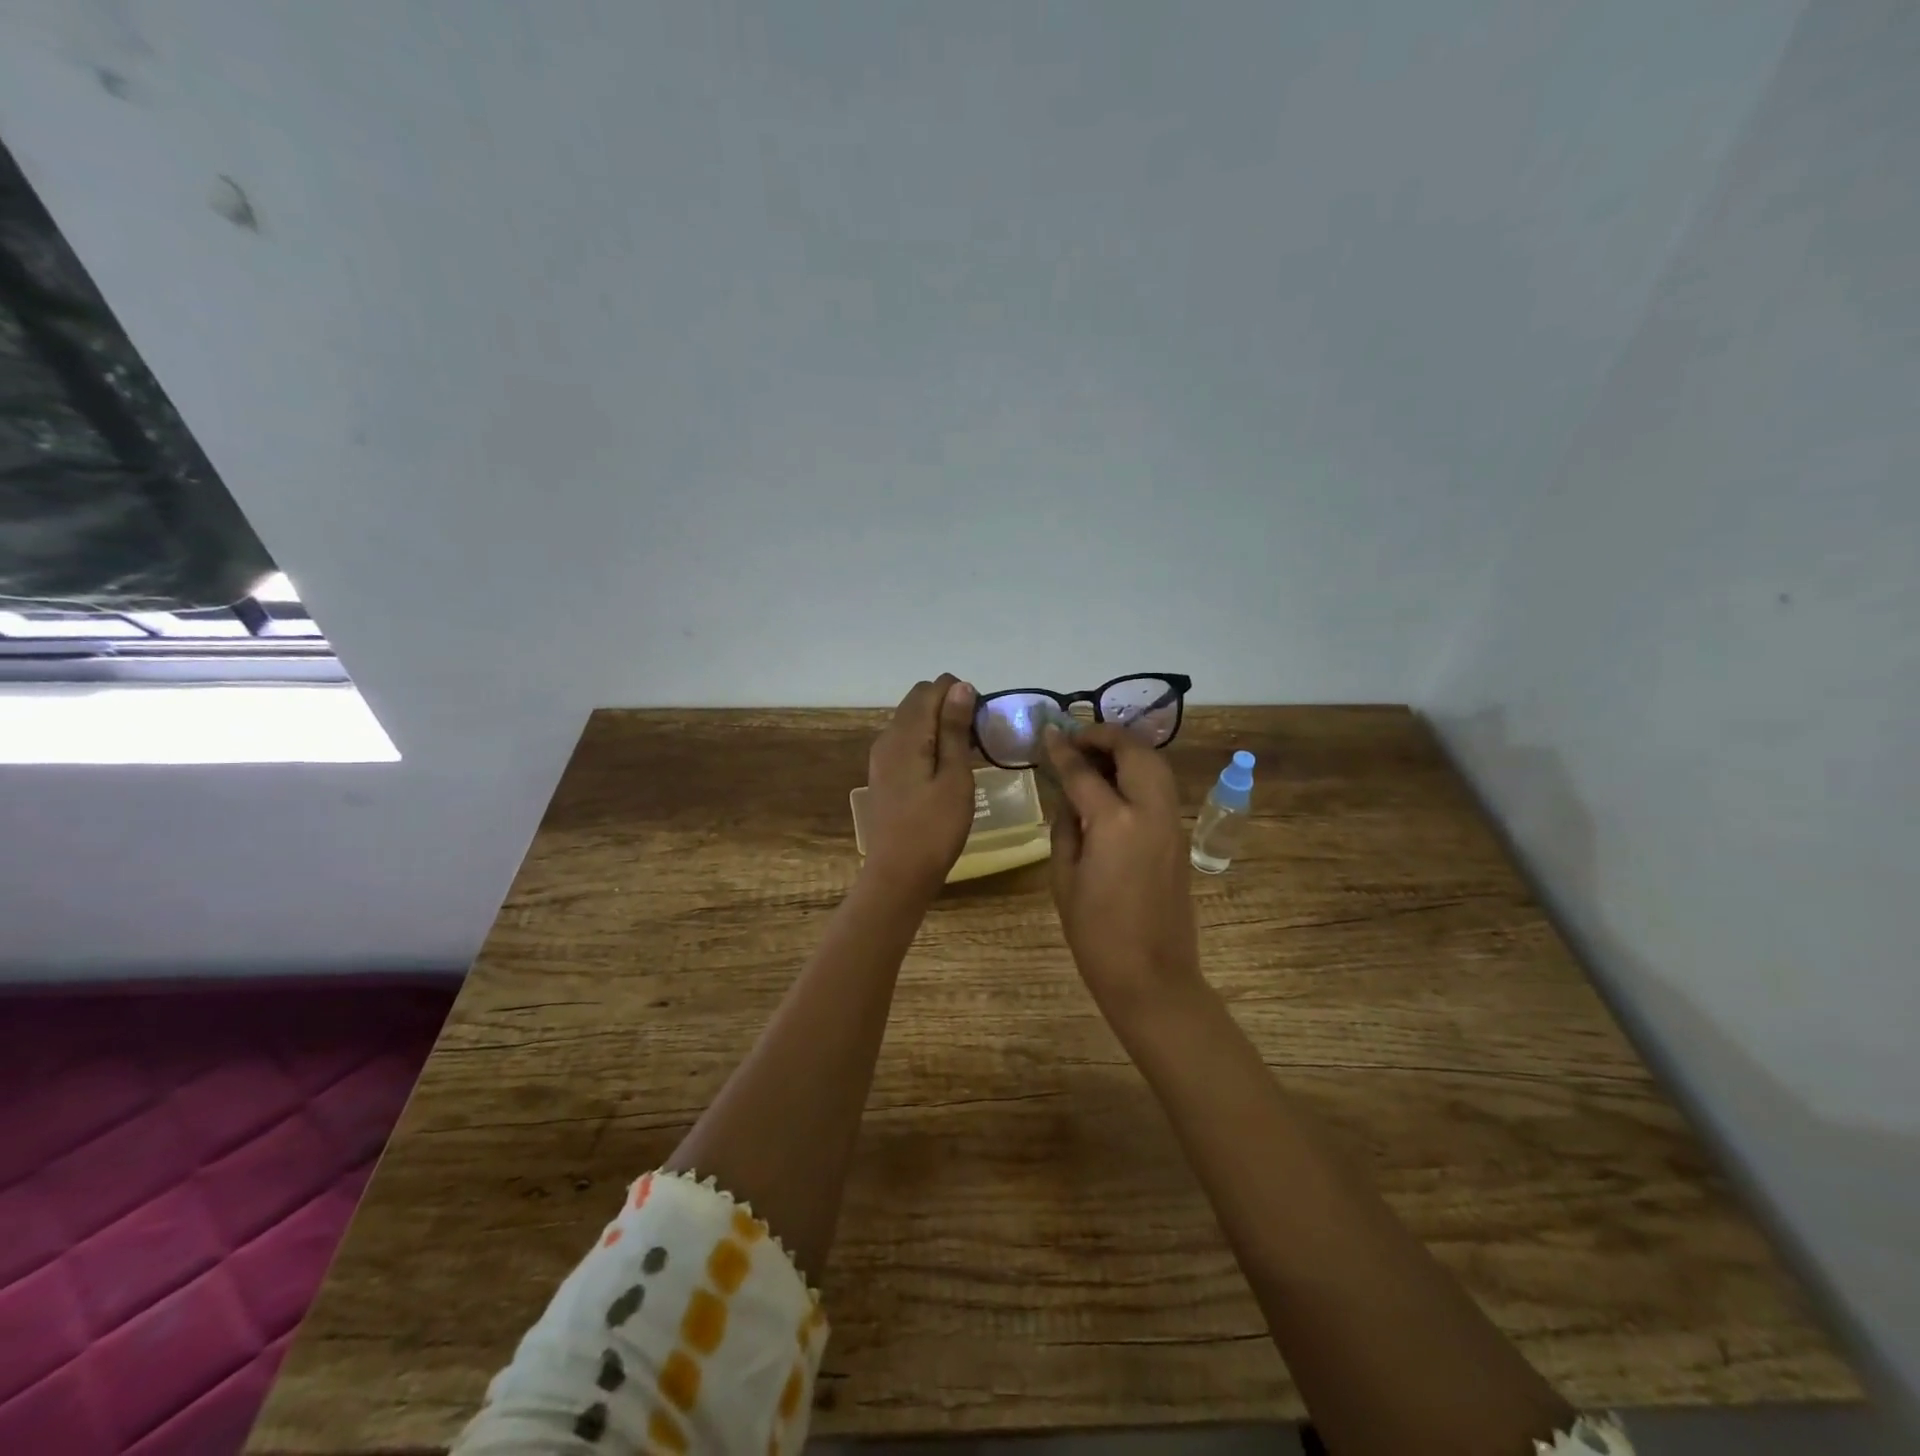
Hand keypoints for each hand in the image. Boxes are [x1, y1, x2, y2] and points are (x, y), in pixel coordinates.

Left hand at [860, 674, 977, 898]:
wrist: (898, 874)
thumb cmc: (935, 828)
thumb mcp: (955, 777)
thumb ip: (955, 729)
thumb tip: (960, 686)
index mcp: (906, 734)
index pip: (932, 688)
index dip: (960, 694)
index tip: (982, 721)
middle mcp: (888, 737)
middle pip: (918, 700)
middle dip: (949, 705)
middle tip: (978, 735)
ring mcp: (882, 756)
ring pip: (912, 720)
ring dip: (939, 723)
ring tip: (967, 751)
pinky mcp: (883, 773)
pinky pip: (906, 740)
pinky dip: (928, 740)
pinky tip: (946, 766)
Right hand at [1045, 723, 1201, 1015]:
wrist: (1151, 976)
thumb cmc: (1095, 934)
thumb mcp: (1064, 877)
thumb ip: (1065, 826)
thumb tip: (1068, 797)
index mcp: (1115, 822)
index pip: (1083, 771)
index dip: (1063, 749)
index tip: (1048, 733)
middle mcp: (1150, 811)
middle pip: (1134, 751)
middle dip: (1106, 735)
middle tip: (1077, 740)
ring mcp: (1172, 822)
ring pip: (1155, 764)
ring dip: (1126, 750)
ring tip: (1095, 757)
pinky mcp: (1180, 836)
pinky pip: (1160, 788)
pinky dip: (1139, 772)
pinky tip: (1114, 786)